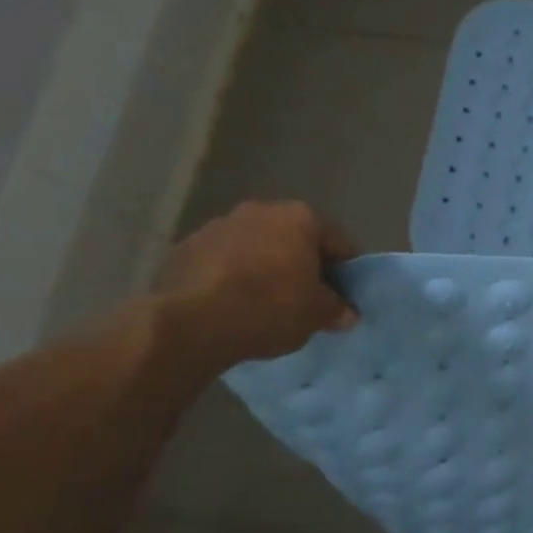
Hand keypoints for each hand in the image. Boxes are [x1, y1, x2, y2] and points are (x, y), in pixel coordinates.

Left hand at [153, 200, 357, 367]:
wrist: (191, 322)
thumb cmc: (270, 307)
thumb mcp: (317, 314)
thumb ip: (337, 308)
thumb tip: (346, 313)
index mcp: (301, 217)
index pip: (338, 243)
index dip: (346, 272)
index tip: (344, 296)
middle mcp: (261, 210)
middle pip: (295, 240)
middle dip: (302, 265)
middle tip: (307, 298)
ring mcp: (219, 225)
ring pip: (256, 248)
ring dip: (265, 268)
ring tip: (266, 303)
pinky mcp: (185, 247)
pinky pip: (223, 262)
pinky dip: (232, 277)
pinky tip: (233, 305)